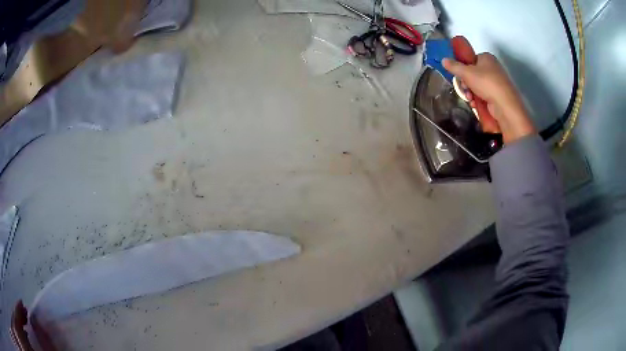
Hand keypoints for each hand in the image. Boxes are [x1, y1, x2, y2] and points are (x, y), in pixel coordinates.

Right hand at [443, 53, 535, 143]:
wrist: (504, 104)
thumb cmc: (486, 83)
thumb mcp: (466, 73)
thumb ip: (454, 66)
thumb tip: (444, 60)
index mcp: (487, 57)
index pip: (470, 59)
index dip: (463, 68)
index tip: (459, 76)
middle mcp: (493, 67)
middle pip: (473, 73)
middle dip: (466, 83)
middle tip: (464, 88)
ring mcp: (496, 81)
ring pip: (477, 85)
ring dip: (470, 92)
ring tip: (470, 98)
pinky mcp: (498, 94)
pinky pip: (484, 94)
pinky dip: (478, 99)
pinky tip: (475, 104)